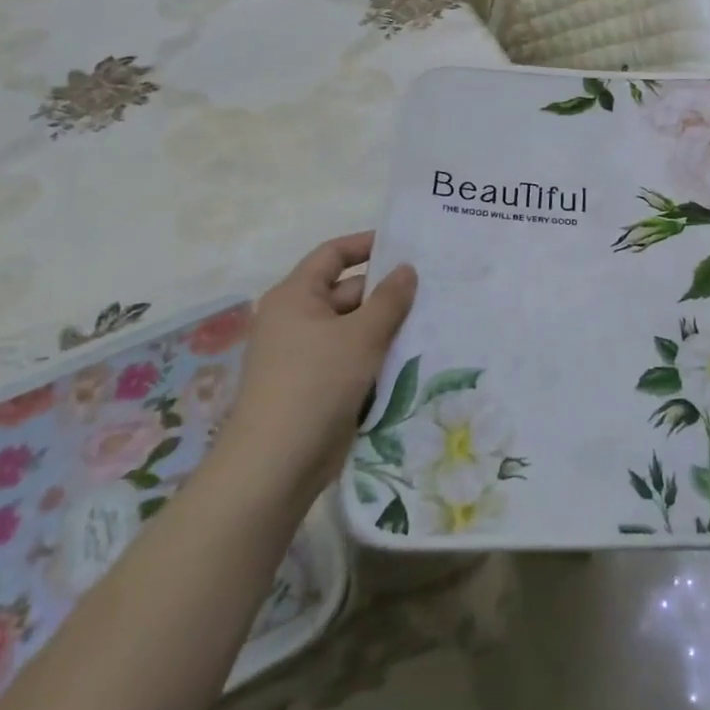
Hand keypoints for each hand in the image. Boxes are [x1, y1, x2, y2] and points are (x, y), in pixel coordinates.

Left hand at [212, 231, 416, 505]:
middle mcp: (296, 319)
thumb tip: (407, 269)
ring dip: (386, 325)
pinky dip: (377, 354)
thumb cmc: (316, 384)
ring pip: (353, 327)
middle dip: (387, 291)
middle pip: (347, 291)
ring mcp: (306, 354)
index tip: (405, 245)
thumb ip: (389, 299)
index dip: (366, 245)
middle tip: (433, 288)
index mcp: (295, 296)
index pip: (332, 255)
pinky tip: (413, 356)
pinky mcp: (317, 385)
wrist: (276, 464)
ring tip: (433, 319)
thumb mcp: (361, 335)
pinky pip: (352, 357)